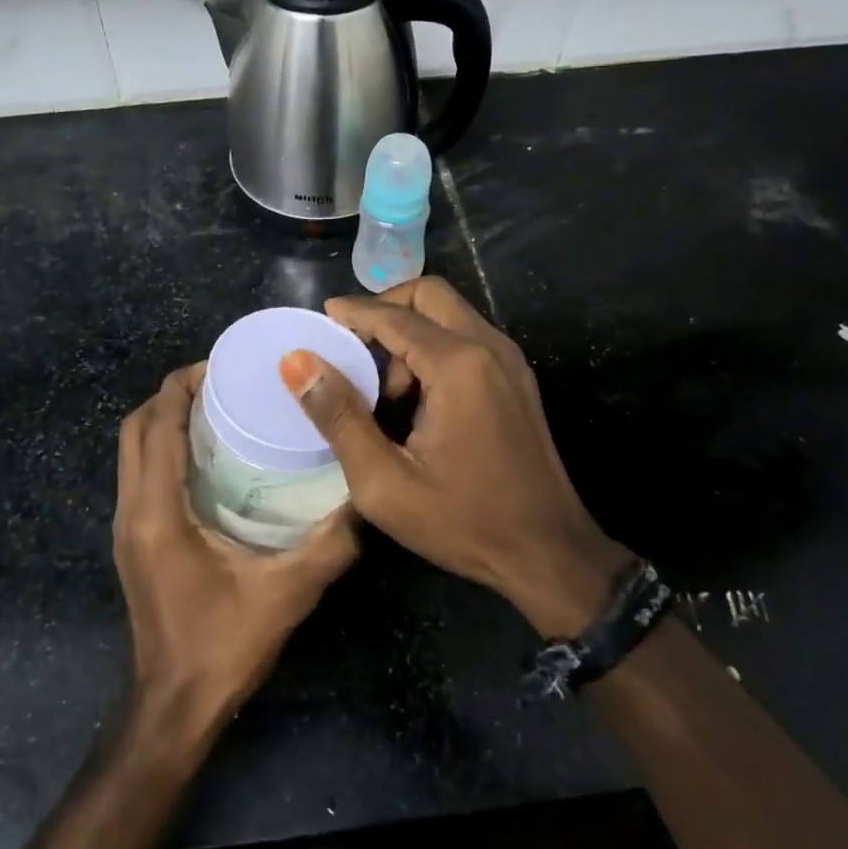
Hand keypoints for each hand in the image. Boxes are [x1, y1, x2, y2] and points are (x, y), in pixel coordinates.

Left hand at [114, 363, 359, 745]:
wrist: (173, 708)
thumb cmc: (223, 647)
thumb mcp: (286, 593)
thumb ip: (330, 544)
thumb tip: (366, 496)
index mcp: (157, 511)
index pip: (158, 426)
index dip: (182, 386)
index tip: (222, 364)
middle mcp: (131, 509)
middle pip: (136, 427)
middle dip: (172, 394)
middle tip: (223, 381)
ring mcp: (126, 525)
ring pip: (133, 449)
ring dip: (166, 418)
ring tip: (217, 407)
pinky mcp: (133, 539)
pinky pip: (140, 471)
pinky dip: (164, 446)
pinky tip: (208, 454)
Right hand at [277, 278, 630, 638]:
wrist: (549, 554)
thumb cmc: (464, 522)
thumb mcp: (385, 482)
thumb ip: (339, 416)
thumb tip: (297, 362)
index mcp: (458, 365)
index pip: (394, 316)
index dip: (353, 312)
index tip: (319, 320)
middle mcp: (489, 347)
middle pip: (428, 294)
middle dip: (385, 309)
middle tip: (351, 345)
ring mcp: (509, 360)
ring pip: (450, 313)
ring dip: (410, 331)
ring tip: (384, 389)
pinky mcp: (517, 377)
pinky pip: (467, 337)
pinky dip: (434, 346)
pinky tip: (416, 396)